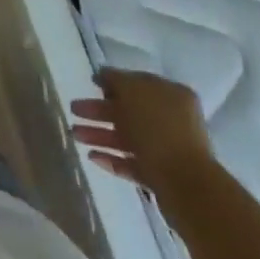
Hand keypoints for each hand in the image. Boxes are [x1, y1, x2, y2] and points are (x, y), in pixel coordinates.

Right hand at [70, 69, 214, 197]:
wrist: (185, 185)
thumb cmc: (158, 129)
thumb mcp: (132, 92)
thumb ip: (115, 79)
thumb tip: (103, 73)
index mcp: (172, 95)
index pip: (138, 83)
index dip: (113, 82)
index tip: (91, 84)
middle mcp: (172, 120)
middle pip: (130, 111)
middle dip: (99, 110)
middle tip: (74, 109)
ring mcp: (167, 149)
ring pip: (128, 137)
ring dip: (100, 134)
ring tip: (75, 135)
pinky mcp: (160, 176)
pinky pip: (132, 162)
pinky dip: (112, 157)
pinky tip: (92, 156)